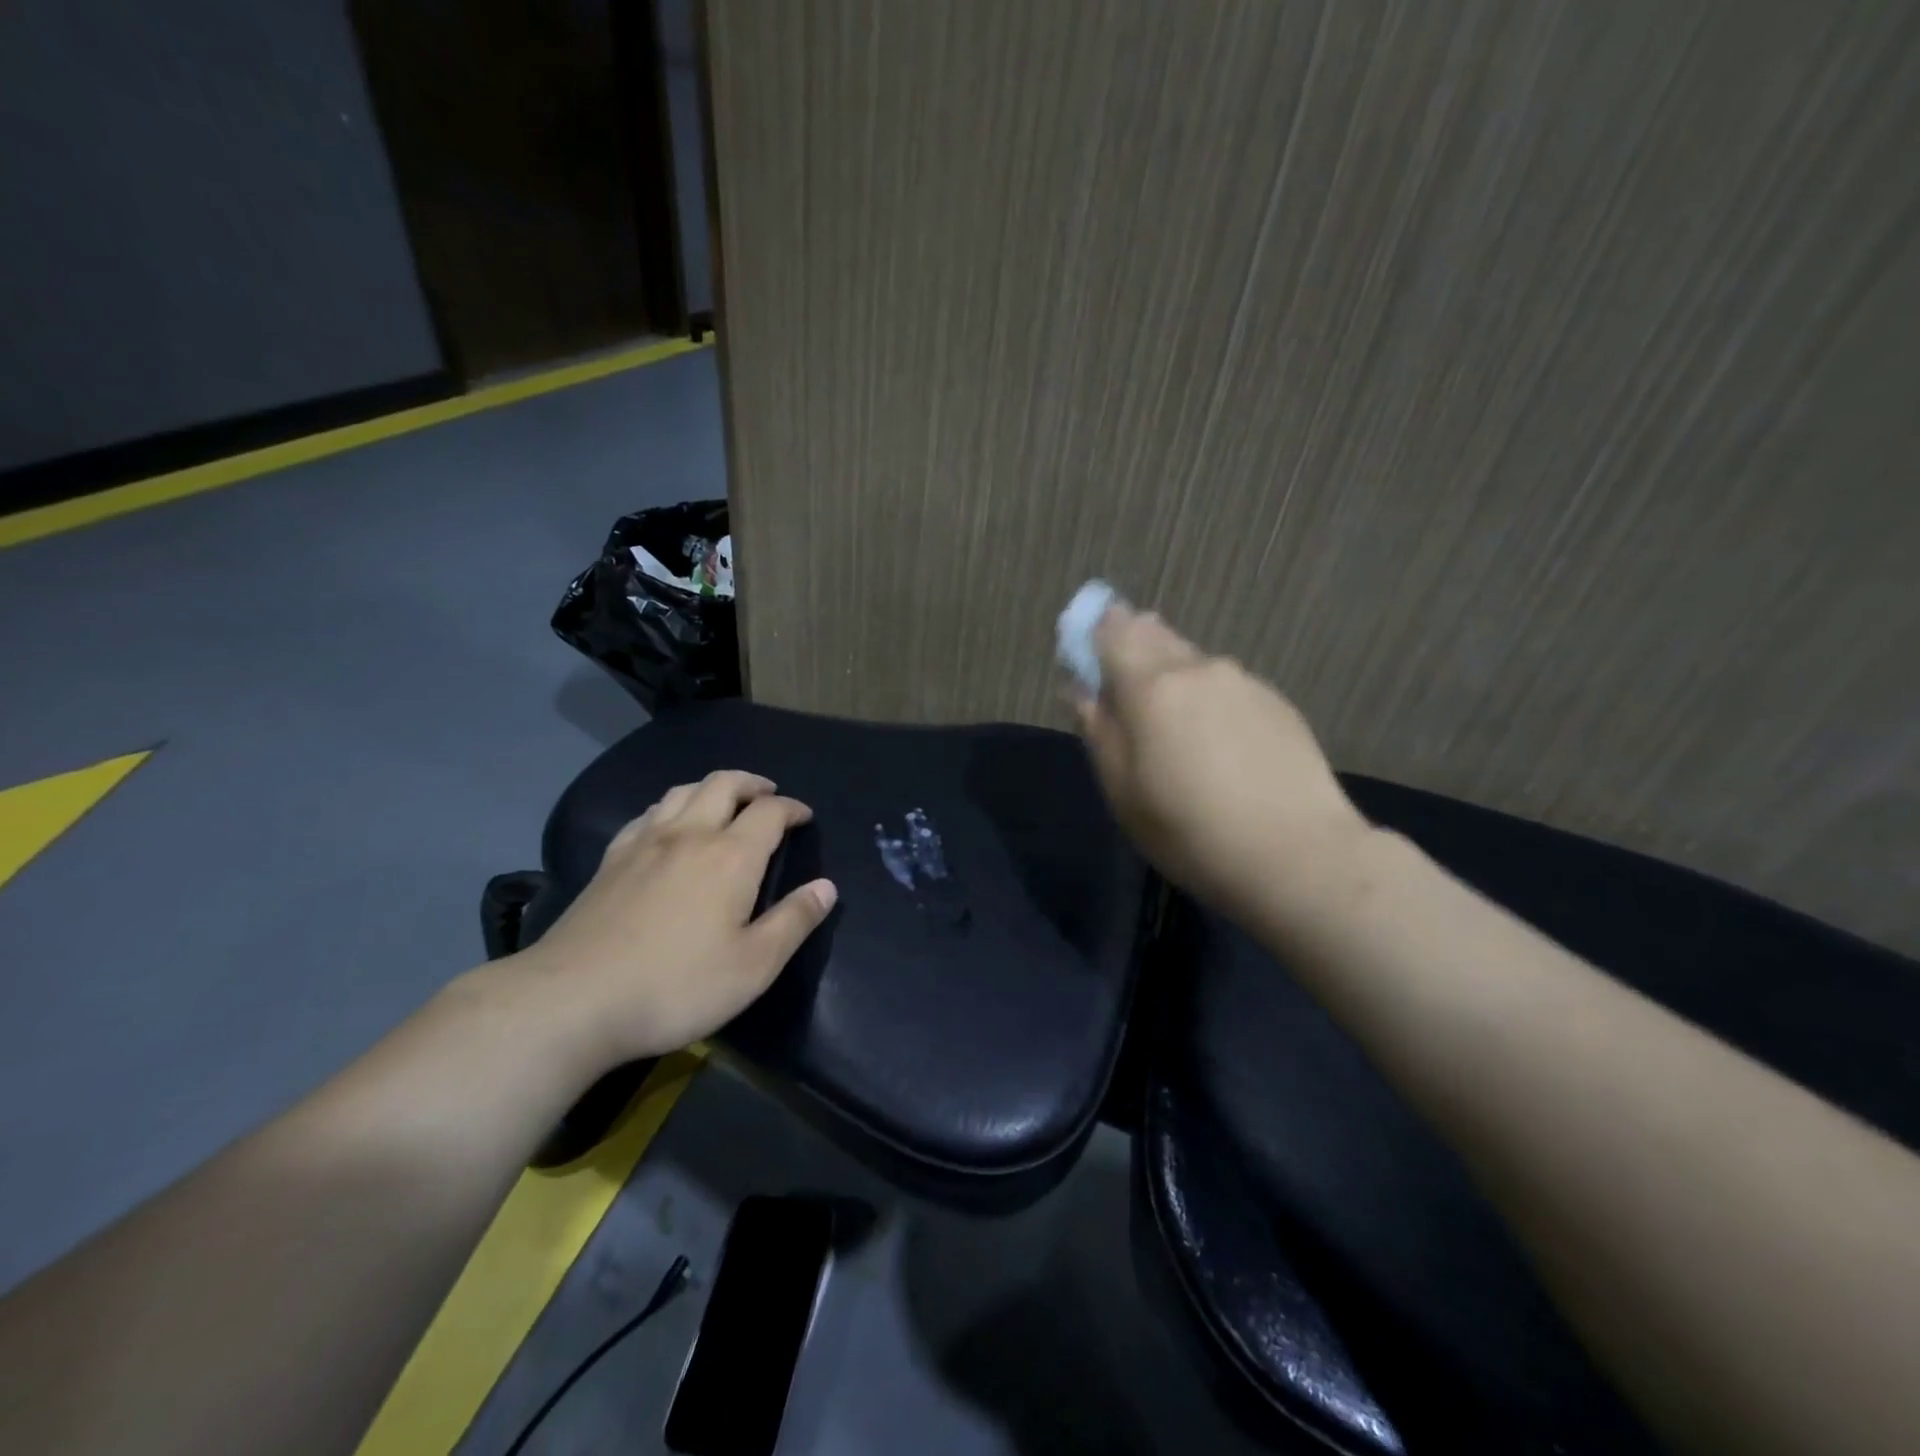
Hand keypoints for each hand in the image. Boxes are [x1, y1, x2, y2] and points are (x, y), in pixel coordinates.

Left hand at [515, 770, 836, 1067]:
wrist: (573, 1001)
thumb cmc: (676, 985)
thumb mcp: (753, 966)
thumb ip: (793, 922)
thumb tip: (827, 888)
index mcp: (731, 856)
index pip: (769, 812)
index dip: (792, 808)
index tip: (804, 817)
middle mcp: (689, 835)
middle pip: (724, 784)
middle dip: (753, 783)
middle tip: (768, 795)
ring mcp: (644, 843)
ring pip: (682, 791)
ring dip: (712, 787)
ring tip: (724, 802)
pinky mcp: (610, 860)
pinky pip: (647, 813)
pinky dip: (671, 807)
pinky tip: (668, 826)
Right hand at [1075, 603, 1372, 921]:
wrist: (1299, 855)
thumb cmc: (1190, 831)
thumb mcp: (1122, 791)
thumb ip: (1098, 731)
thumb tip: (1082, 690)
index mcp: (1152, 686)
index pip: (1112, 631)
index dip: (1094, 636)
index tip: (1088, 664)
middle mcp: (1198, 668)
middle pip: (1154, 635)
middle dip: (1133, 652)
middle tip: (1128, 700)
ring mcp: (1243, 681)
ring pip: (1193, 662)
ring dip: (1173, 679)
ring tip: (1176, 732)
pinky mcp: (1277, 702)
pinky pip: (1226, 686)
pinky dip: (1210, 700)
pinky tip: (1220, 746)